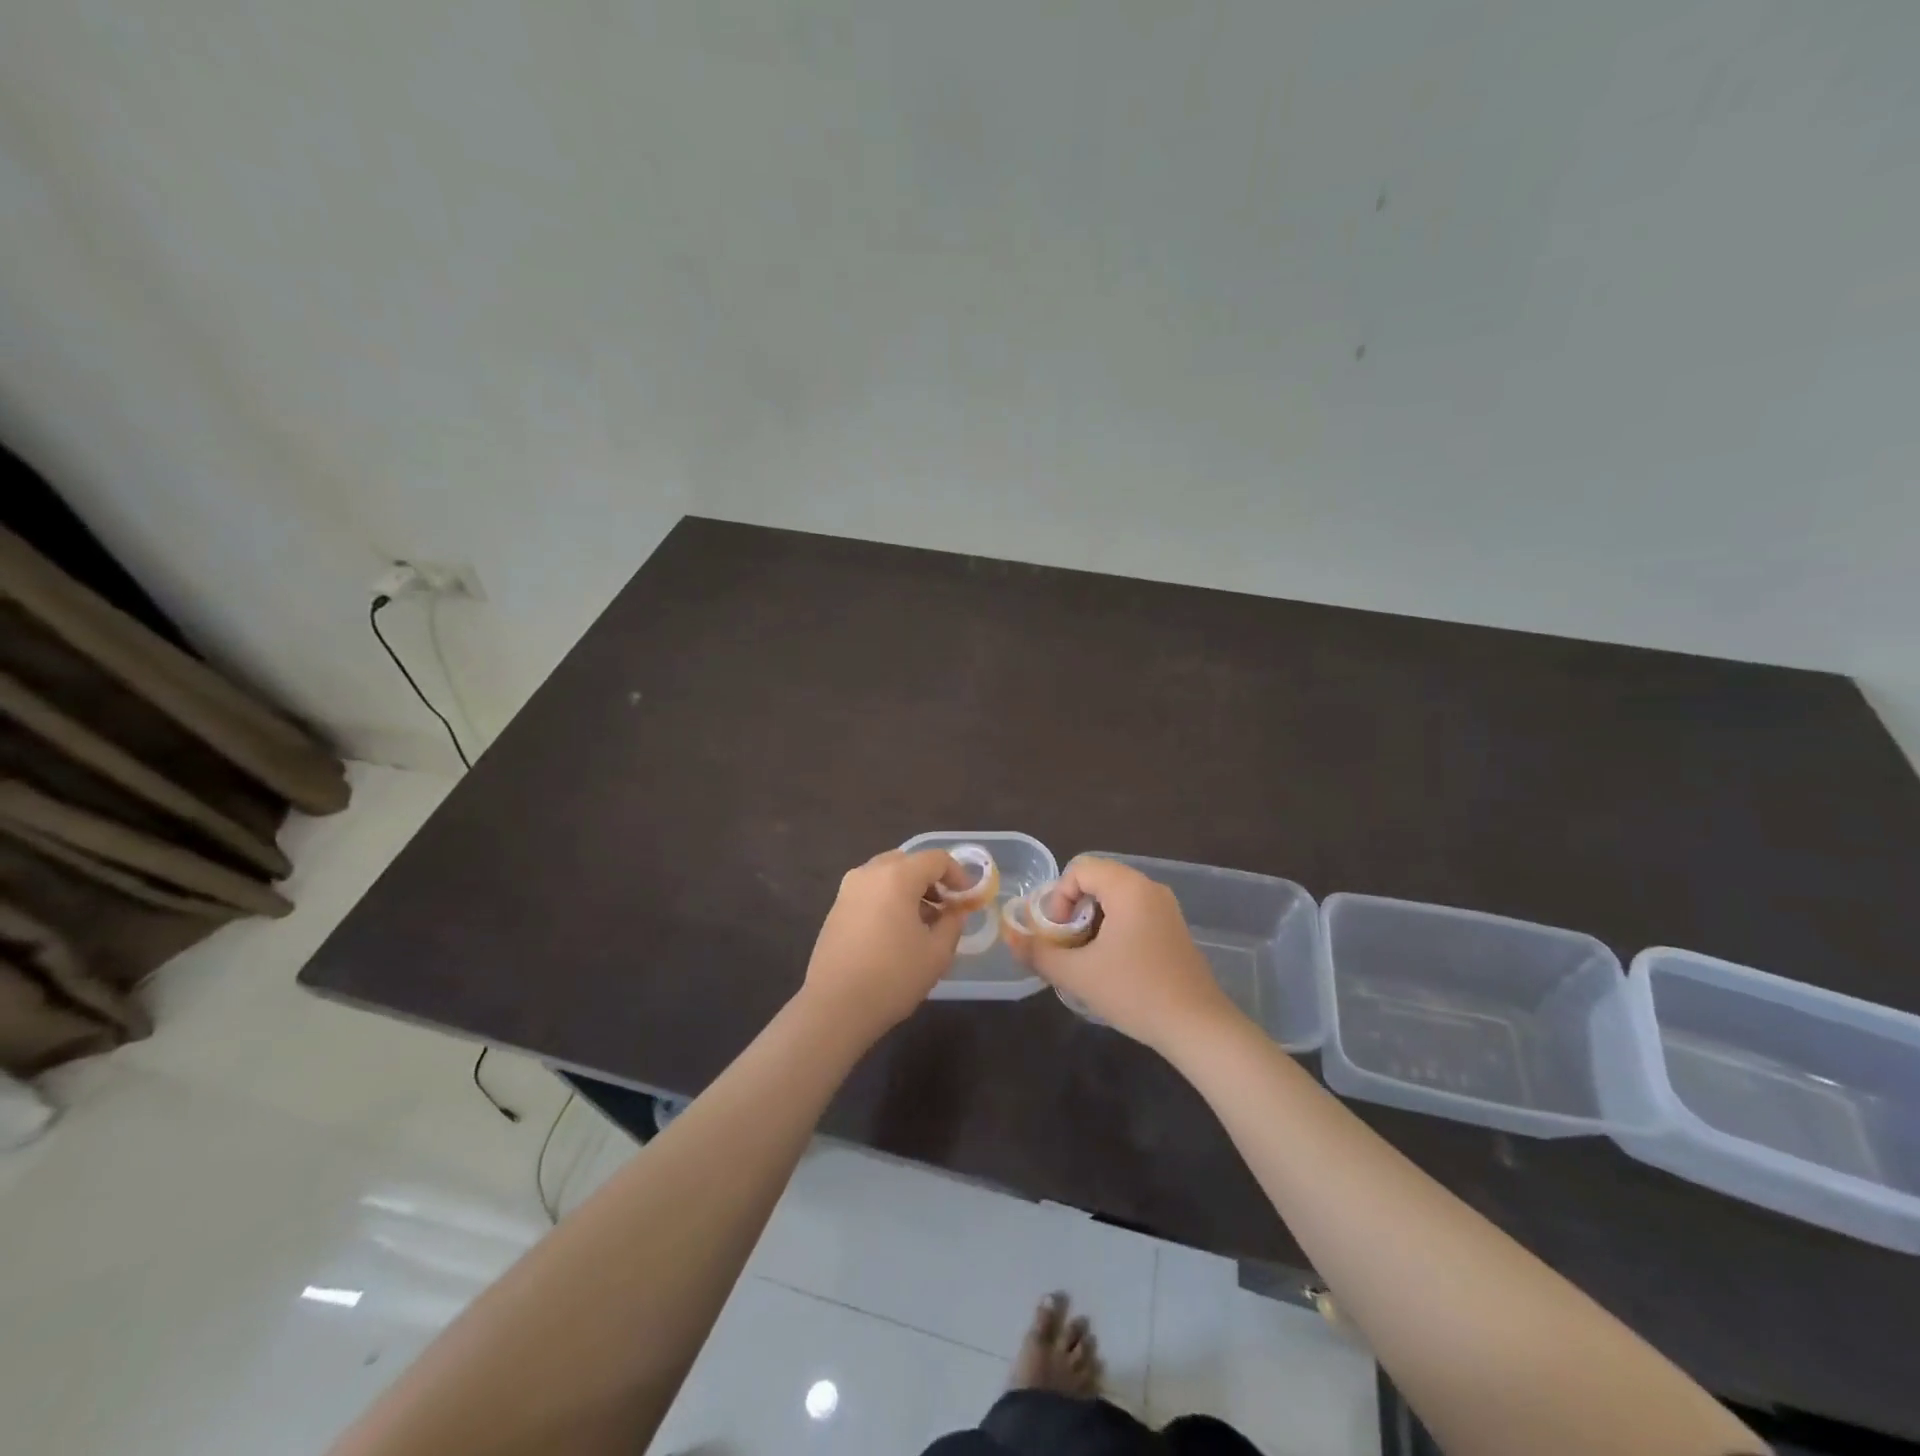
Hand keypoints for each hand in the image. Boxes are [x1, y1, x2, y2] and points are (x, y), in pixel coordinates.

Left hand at [801, 848, 966, 1039]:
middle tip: (946, 907)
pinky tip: (896, 933)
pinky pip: (870, 892)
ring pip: (886, 875)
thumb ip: (953, 923)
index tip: (968, 898)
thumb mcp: (937, 953)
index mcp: (897, 876)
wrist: (835, 1007)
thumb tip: (956, 911)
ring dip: (909, 890)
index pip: (936, 859)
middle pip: (908, 861)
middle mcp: (869, 874)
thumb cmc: (893, 977)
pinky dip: (888, 900)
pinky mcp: (835, 909)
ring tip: (923, 923)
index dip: (958, 874)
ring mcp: (848, 890)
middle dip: (931, 880)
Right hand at [1015, 856, 1241, 1051]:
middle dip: (1073, 909)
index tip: (1057, 933)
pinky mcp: (1174, 929)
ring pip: (1116, 898)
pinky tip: (1112, 965)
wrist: (1198, 1027)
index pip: (1080, 869)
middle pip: (1098, 880)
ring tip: (1085, 957)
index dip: (1059, 897)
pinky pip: (1134, 913)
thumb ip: (1039, 953)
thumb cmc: (1135, 992)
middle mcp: (1150, 888)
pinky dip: (1114, 928)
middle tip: (1066, 944)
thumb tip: (1010, 938)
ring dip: (1092, 921)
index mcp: (1128, 887)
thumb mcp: (1078, 974)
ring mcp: (1166, 908)